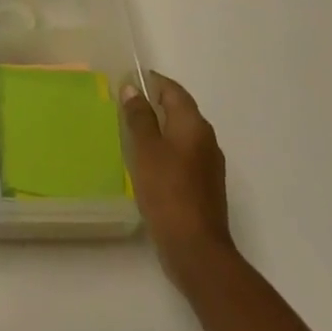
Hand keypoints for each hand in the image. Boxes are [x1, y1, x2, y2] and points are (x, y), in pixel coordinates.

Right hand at [122, 71, 236, 284]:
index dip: (151, 81)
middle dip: (154, 105)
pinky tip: (146, 164)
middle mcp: (205, 139)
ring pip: (180, 135)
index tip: (127, 81)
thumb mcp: (146, 149)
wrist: (195, 249)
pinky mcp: (204, 187)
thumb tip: (133, 88)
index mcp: (194, 124)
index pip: (173, 90)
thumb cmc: (167, 190)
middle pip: (179, 110)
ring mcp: (207, 165)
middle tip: (123, 106)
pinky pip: (182, 156)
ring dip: (159, 129)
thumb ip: (139, 116)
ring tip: (130, 133)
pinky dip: (165, 151)